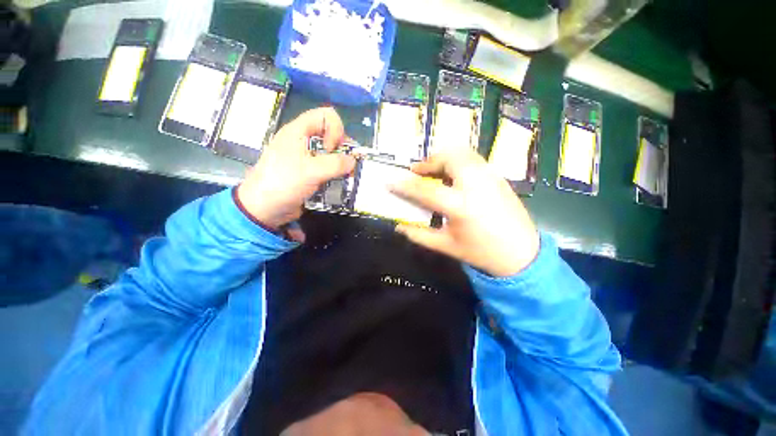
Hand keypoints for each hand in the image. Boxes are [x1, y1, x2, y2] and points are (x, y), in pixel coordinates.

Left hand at [237, 107, 355, 241]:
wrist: (263, 209)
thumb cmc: (283, 184)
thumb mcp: (311, 171)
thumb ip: (335, 164)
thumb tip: (353, 161)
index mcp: (298, 131)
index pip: (325, 116)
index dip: (335, 130)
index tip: (332, 151)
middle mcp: (302, 140)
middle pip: (330, 134)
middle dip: (342, 148)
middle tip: (345, 166)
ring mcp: (305, 157)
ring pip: (330, 152)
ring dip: (341, 163)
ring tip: (346, 176)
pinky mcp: (308, 172)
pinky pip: (327, 166)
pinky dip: (335, 173)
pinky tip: (338, 182)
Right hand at [391, 148, 539, 276]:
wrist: (522, 253)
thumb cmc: (482, 252)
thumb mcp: (446, 246)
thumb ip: (419, 235)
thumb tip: (399, 227)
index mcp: (460, 205)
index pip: (424, 189)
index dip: (404, 185)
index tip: (391, 182)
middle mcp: (475, 184)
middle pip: (448, 157)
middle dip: (429, 161)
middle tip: (419, 173)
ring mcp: (490, 176)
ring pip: (463, 153)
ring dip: (444, 158)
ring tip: (435, 172)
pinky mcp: (498, 176)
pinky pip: (473, 159)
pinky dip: (458, 161)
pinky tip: (454, 177)